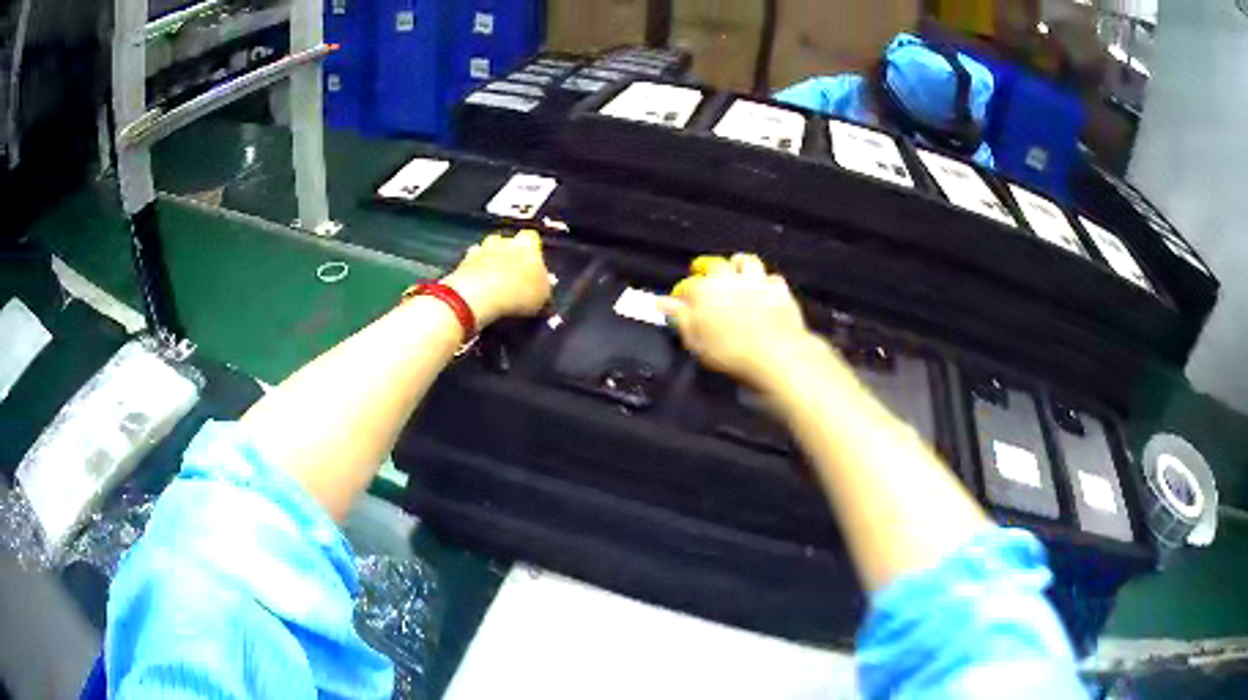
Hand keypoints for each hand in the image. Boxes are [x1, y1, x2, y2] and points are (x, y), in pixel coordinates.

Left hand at [443, 229, 551, 325]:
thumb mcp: (543, 296)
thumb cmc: (518, 293)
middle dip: (508, 254)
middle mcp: (503, 241)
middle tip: (512, 274)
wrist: (478, 296)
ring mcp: (479, 250)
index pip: (532, 238)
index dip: (532, 250)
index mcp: (527, 245)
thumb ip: (543, 286)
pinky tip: (477, 289)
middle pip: (506, 241)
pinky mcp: (460, 264)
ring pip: (486, 251)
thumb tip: (543, 284)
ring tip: (492, 283)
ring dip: (488, 262)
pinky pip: (470, 266)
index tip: (533, 265)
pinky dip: (473, 274)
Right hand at [661, 253, 817, 390]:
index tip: (680, 302)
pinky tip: (763, 289)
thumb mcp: (696, 340)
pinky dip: (765, 282)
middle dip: (707, 268)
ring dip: (738, 265)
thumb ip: (680, 318)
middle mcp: (729, 278)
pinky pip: (770, 278)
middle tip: (705, 276)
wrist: (775, 354)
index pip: (687, 286)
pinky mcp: (779, 289)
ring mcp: (756, 280)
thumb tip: (664, 304)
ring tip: (735, 272)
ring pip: (745, 262)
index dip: (682, 294)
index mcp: (705, 290)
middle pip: (715, 265)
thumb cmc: (731, 351)